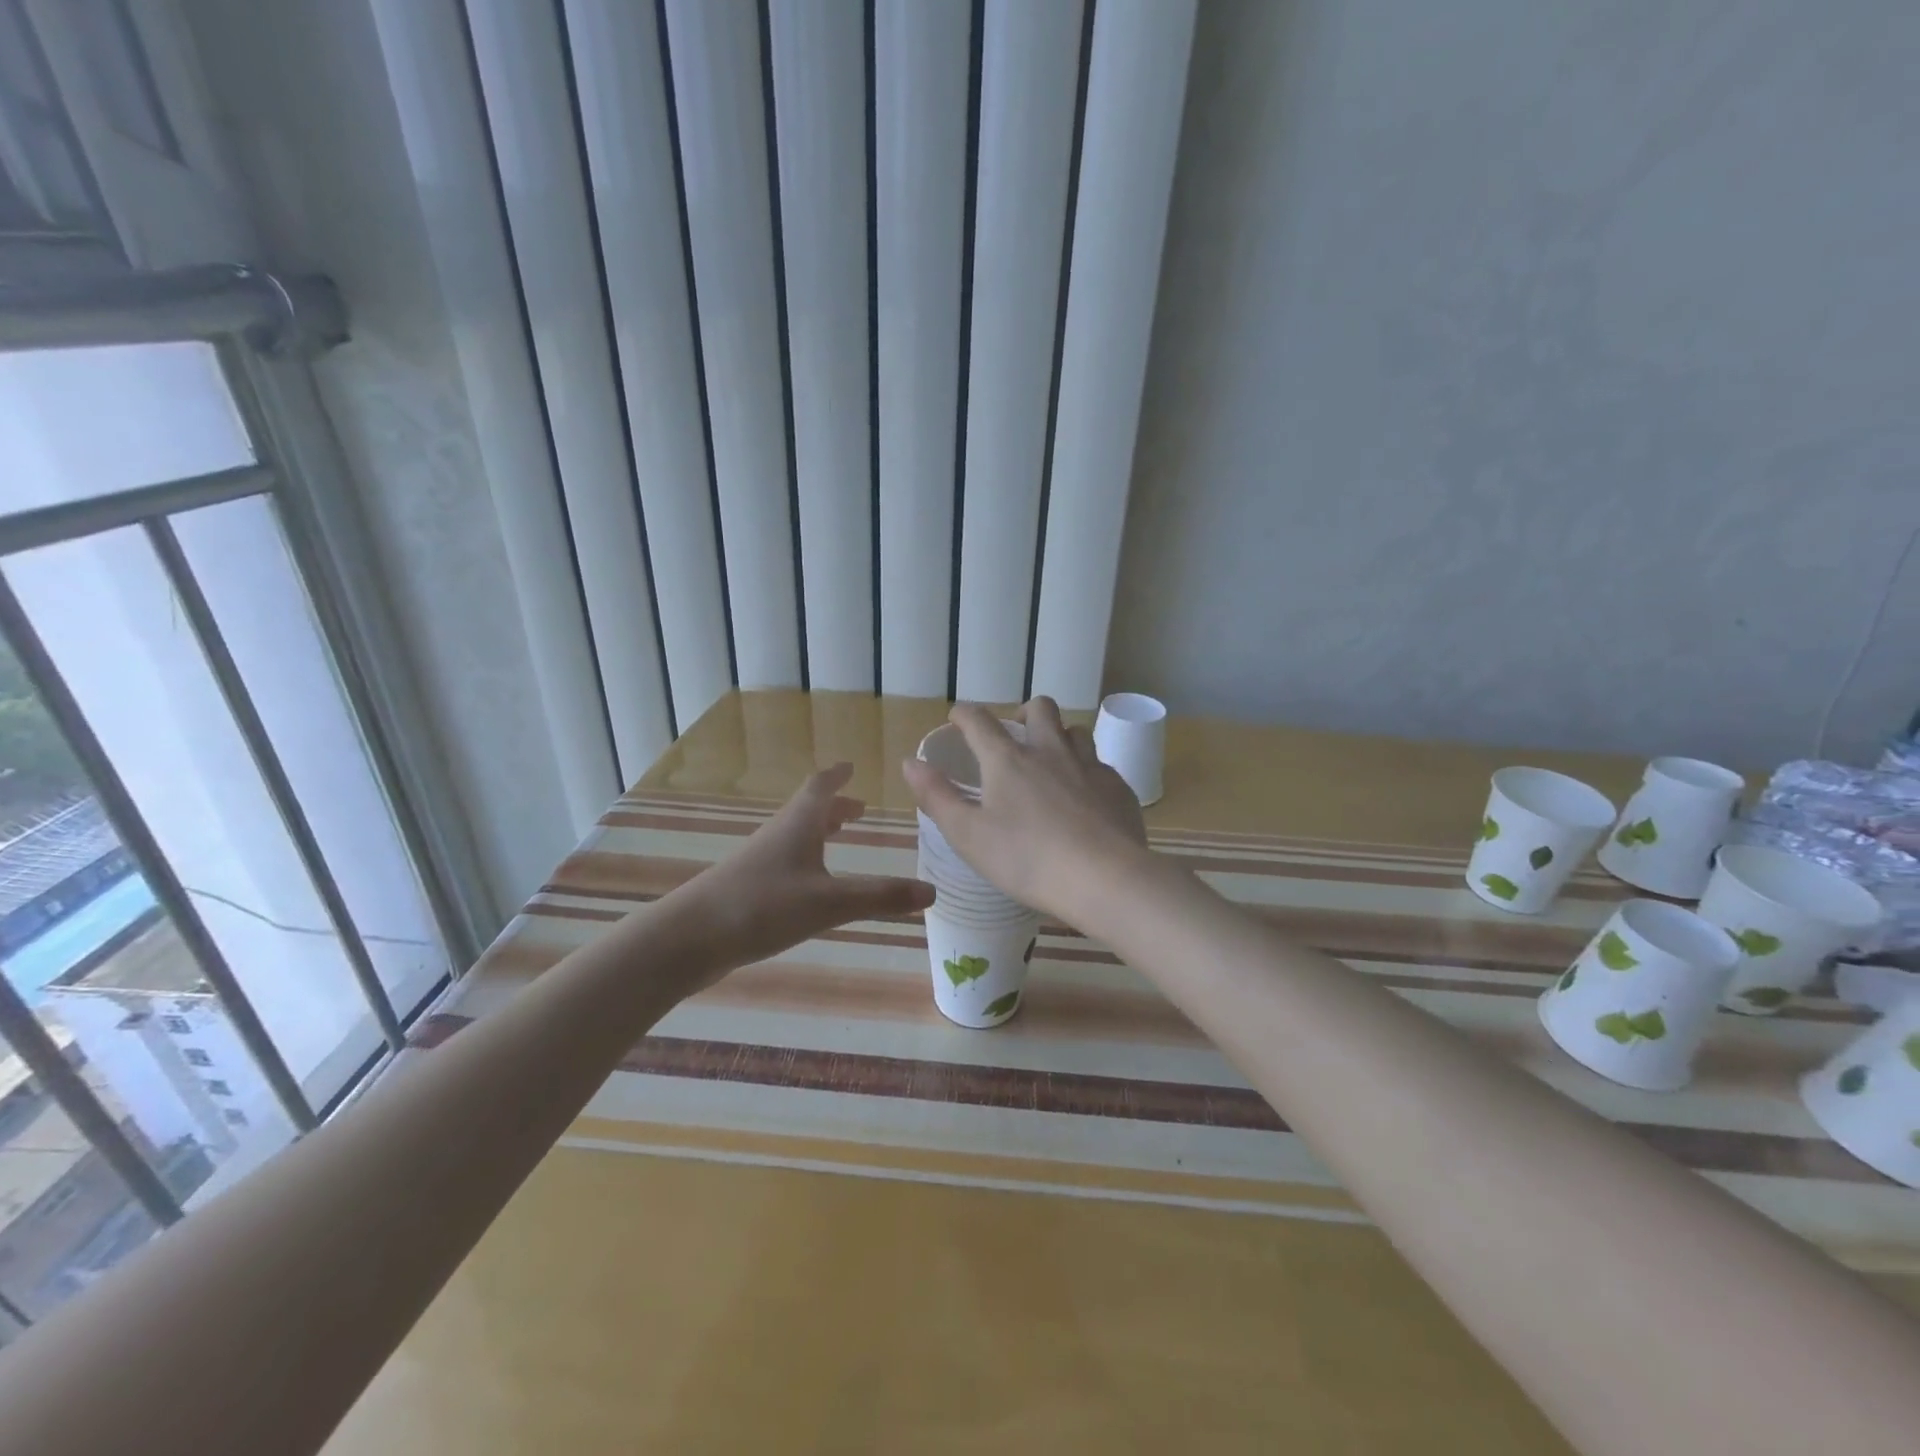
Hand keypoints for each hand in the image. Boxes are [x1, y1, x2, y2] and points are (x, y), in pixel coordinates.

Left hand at [673, 764, 933, 974]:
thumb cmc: (762, 906)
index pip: (820, 788)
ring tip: (838, 837)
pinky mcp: (746, 890)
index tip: (851, 766)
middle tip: (858, 809)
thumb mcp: (830, 903)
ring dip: (818, 832)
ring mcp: (758, 863)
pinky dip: (804, 860)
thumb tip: (932, 890)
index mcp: (798, 825)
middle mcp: (777, 836)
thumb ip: (880, 897)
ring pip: (794, 837)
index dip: (837, 776)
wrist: (688, 939)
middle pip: (807, 811)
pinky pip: (784, 863)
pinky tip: (808, 885)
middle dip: (834, 807)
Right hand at [901, 698, 1150, 923]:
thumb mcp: (968, 834)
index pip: (979, 721)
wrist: (1104, 878)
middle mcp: (1050, 751)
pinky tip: (1084, 798)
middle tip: (1016, 734)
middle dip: (1023, 712)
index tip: (957, 718)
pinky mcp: (1118, 787)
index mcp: (1008, 760)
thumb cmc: (1026, 859)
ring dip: (1060, 737)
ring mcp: (1089, 766)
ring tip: (1052, 763)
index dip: (964, 714)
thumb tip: (910, 763)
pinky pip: (1100, 765)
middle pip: (1040, 708)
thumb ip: (937, 796)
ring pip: (1076, 731)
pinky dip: (1086, 771)